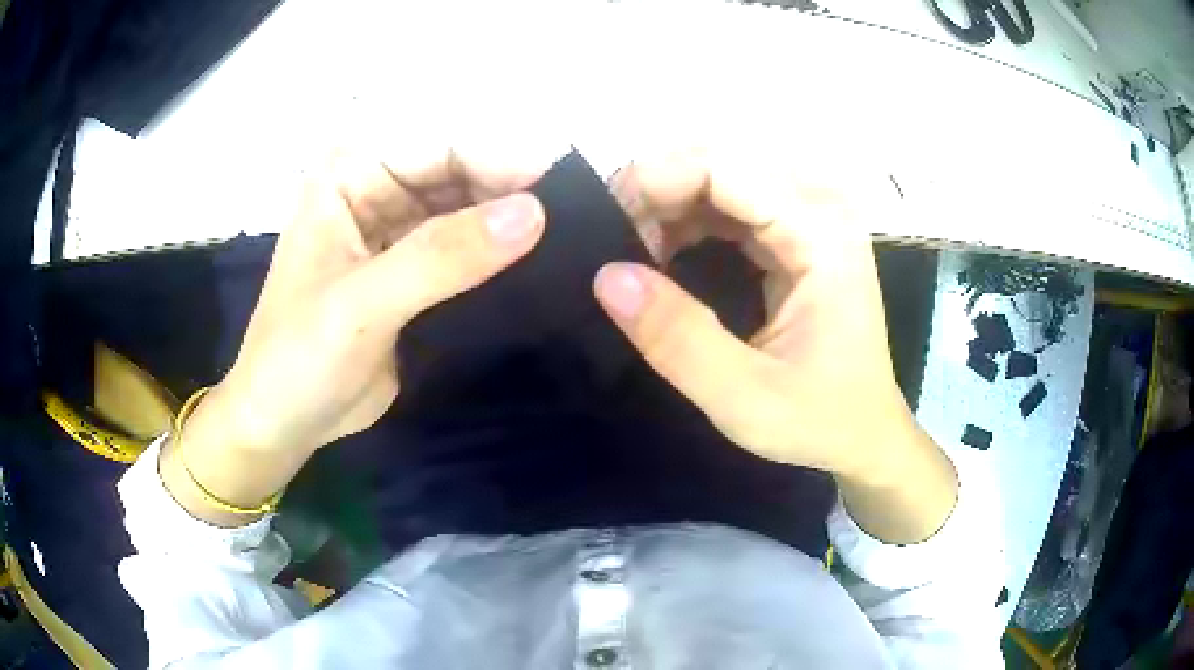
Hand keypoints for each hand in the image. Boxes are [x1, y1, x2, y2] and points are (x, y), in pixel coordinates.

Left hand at [209, 149, 548, 455]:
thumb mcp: (361, 305)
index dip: (498, 161)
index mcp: (349, 176)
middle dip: (510, 192)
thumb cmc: (298, 359)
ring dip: (508, 225)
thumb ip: (441, 257)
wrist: (284, 424)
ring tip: (567, 244)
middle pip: (458, 173)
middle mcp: (375, 190)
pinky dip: (497, 257)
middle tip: (573, 223)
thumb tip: (533, 213)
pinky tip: (535, 268)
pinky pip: (464, 250)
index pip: (438, 147)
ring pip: (466, 210)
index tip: (560, 192)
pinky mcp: (413, 273)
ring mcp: (395, 232)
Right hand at [595, 149, 956, 542]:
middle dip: (657, 191)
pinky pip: (733, 201)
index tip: (604, 225)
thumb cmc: (820, 421)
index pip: (724, 167)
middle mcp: (821, 208)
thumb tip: (606, 276)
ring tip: (633, 252)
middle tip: (613, 242)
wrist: (866, 432)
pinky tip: (665, 252)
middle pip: (721, 162)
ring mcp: (812, 216)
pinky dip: (690, 218)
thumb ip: (678, 339)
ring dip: (670, 204)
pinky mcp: (800, 232)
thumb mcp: (744, 397)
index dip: (656, 181)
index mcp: (822, 235)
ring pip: (722, 177)